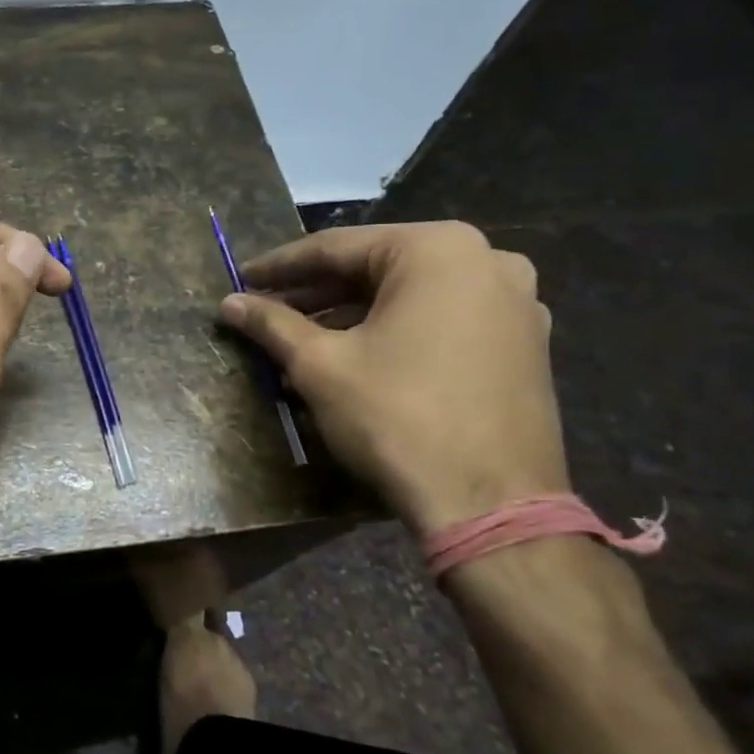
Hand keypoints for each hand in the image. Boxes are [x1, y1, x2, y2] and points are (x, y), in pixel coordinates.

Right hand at [218, 221, 566, 536]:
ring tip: (298, 340)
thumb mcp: (320, 365)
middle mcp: (486, 261)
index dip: (280, 266)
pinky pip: (440, 321)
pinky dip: (392, 332)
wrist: (491, 505)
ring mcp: (514, 303)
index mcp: (438, 250)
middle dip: (315, 293)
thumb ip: (272, 324)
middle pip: (375, 270)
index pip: (337, 248)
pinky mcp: (523, 344)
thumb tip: (229, 302)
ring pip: (408, 297)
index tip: (241, 277)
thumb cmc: (397, 416)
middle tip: (265, 309)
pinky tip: (351, 357)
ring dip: (349, 315)